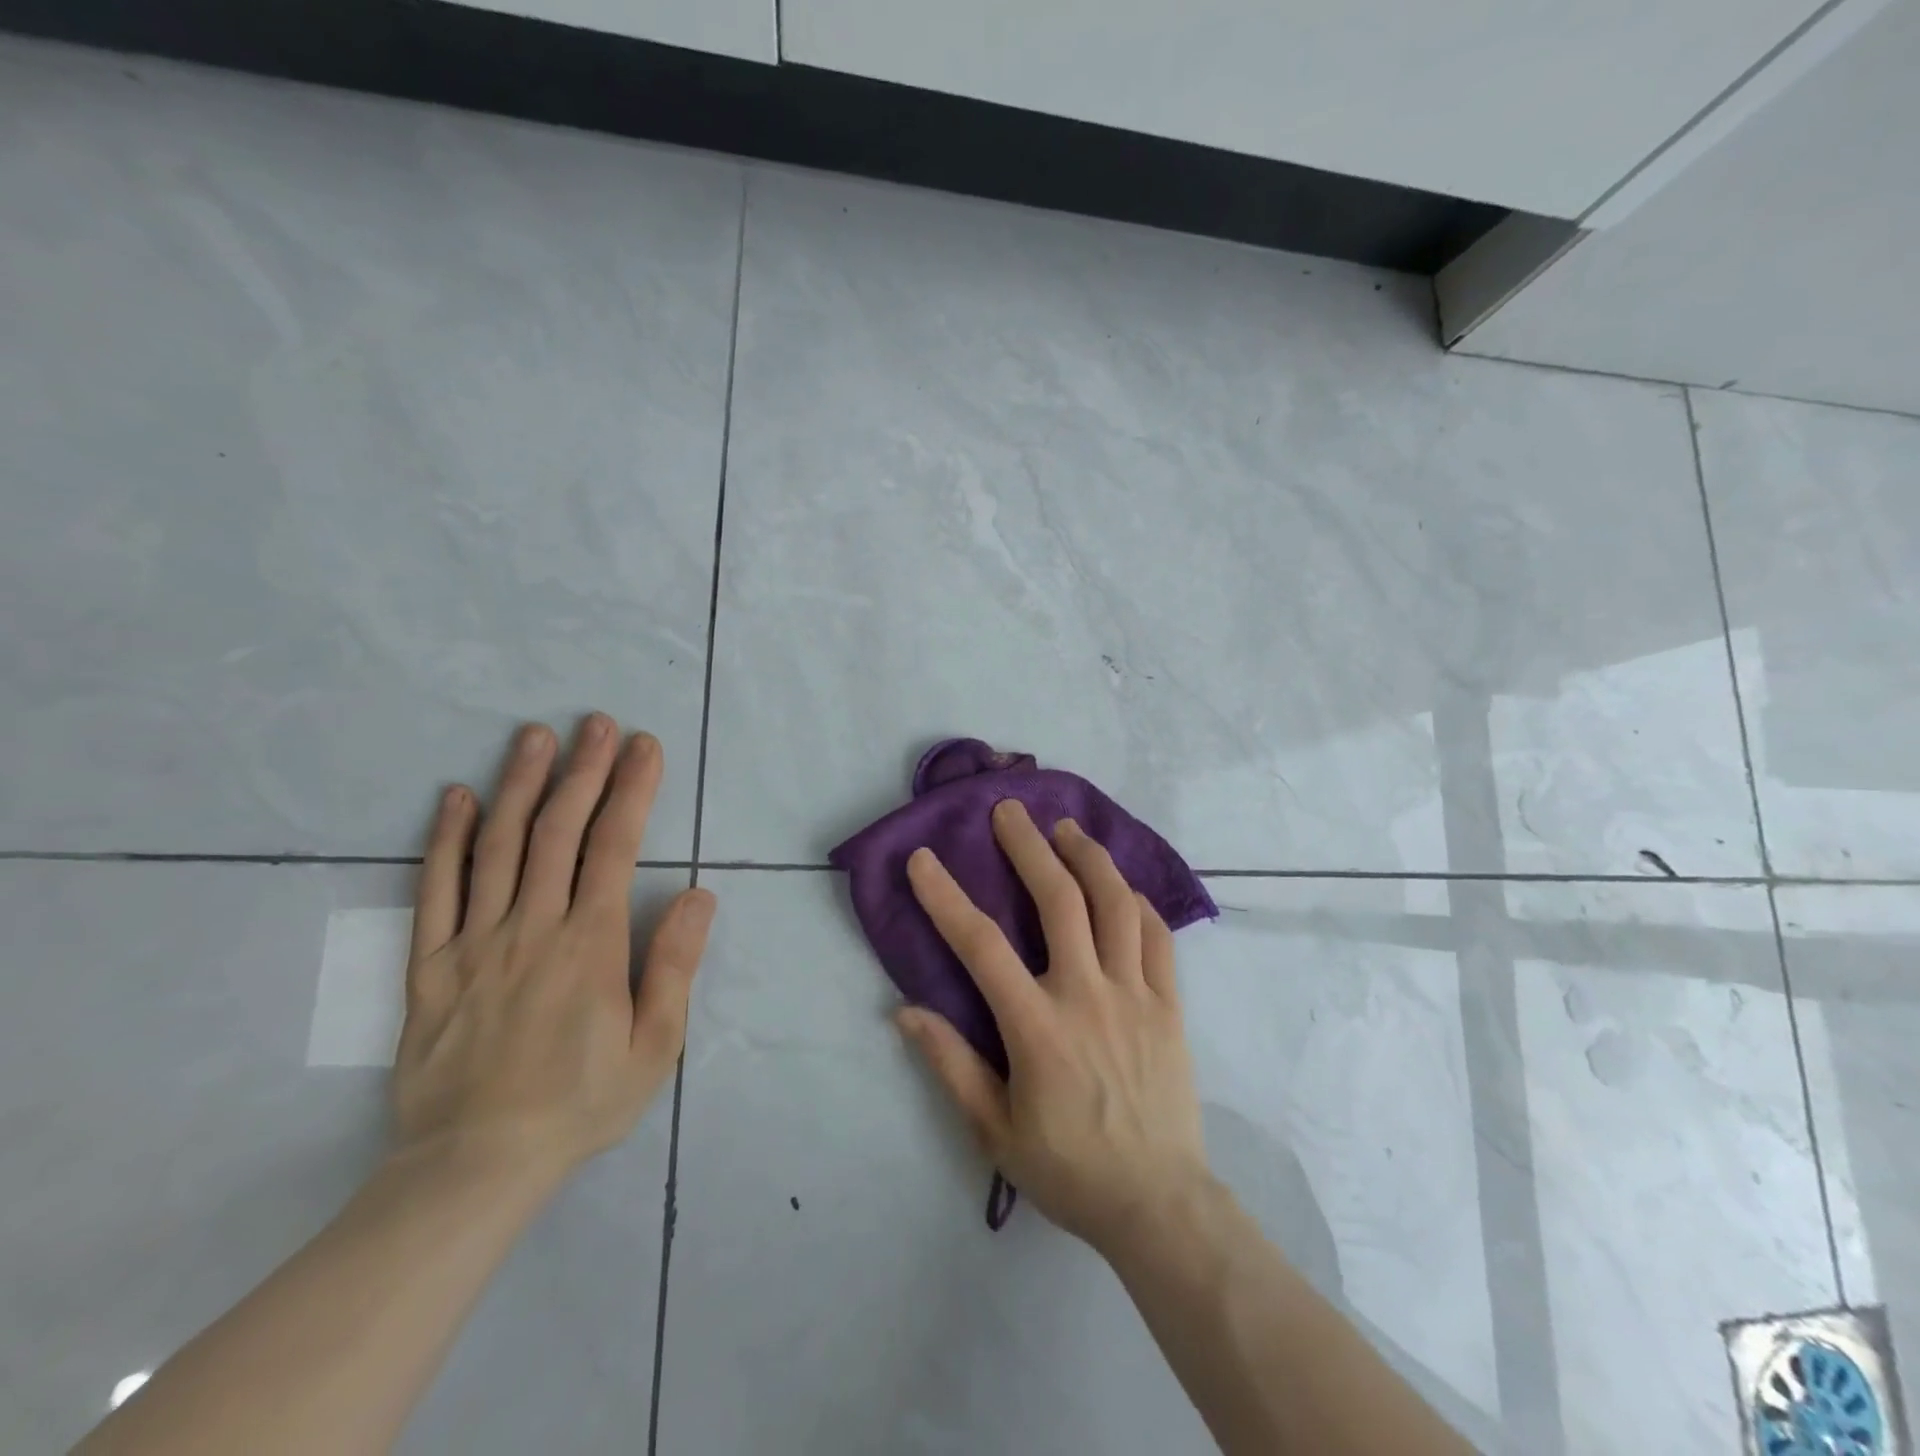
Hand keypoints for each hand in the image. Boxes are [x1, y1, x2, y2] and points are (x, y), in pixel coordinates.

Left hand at [393, 715, 715, 1188]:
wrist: (474, 1166)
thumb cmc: (580, 1103)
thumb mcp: (654, 1045)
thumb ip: (673, 965)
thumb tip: (697, 894)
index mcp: (590, 945)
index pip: (614, 847)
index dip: (632, 790)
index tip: (645, 746)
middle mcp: (532, 928)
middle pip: (557, 831)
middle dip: (583, 770)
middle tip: (596, 722)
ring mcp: (474, 942)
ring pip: (498, 847)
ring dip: (520, 784)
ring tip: (536, 736)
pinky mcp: (430, 966)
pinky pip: (435, 891)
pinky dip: (445, 839)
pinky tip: (456, 798)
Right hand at [898, 800, 1211, 1254]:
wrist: (1158, 1203)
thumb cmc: (1069, 1169)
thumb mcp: (994, 1130)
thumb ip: (950, 1065)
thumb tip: (904, 1011)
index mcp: (1037, 1026)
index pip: (981, 945)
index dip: (946, 897)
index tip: (923, 859)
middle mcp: (1087, 994)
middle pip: (1059, 900)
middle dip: (1029, 847)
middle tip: (1010, 810)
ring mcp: (1136, 994)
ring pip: (1115, 905)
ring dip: (1088, 857)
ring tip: (1067, 829)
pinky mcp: (1169, 1005)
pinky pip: (1156, 937)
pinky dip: (1137, 902)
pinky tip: (1121, 885)